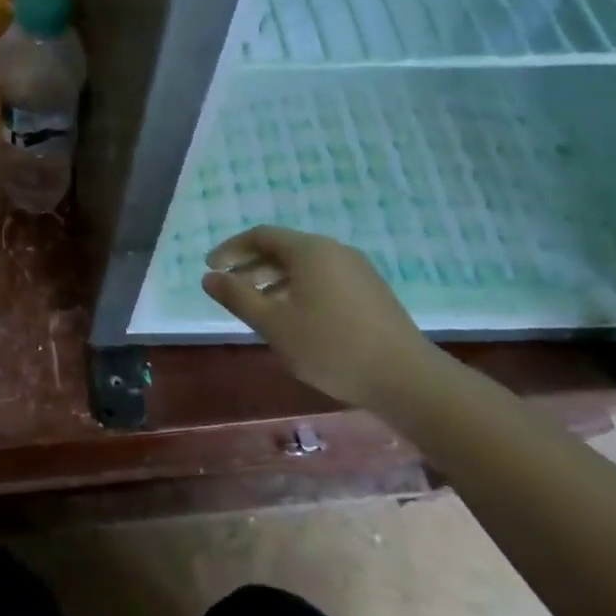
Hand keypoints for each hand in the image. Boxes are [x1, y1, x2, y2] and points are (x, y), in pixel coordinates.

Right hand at [201, 226, 443, 409]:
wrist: (407, 379)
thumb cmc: (331, 347)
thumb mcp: (273, 324)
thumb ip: (237, 297)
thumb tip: (208, 277)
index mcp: (310, 251)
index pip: (261, 236)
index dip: (231, 249)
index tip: (210, 267)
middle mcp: (334, 251)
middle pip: (284, 249)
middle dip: (251, 266)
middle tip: (229, 288)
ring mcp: (358, 271)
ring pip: (305, 266)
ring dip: (274, 281)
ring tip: (257, 307)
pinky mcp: (372, 292)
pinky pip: (324, 279)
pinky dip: (298, 290)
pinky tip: (294, 319)